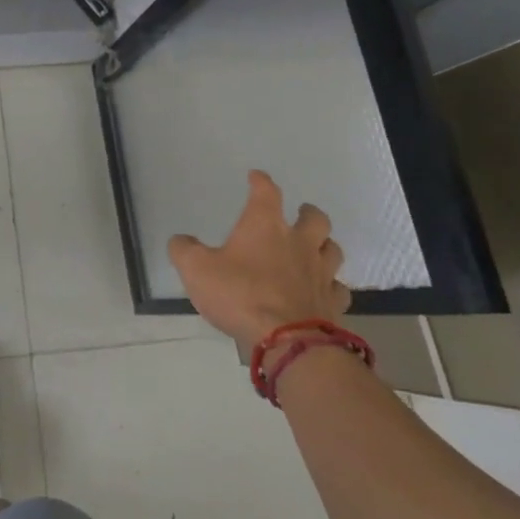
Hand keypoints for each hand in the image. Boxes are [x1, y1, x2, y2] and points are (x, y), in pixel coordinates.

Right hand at [168, 171, 349, 349]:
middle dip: (307, 213)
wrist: (288, 341)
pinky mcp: (333, 303)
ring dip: (324, 245)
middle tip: (300, 214)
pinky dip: (331, 285)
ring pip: (333, 249)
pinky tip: (322, 290)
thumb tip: (181, 240)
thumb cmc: (240, 295)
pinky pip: (338, 288)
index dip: (260, 181)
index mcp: (265, 226)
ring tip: (315, 249)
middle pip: (315, 219)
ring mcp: (321, 273)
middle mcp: (298, 243)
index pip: (266, 192)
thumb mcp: (196, 269)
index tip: (256, 176)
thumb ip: (184, 250)